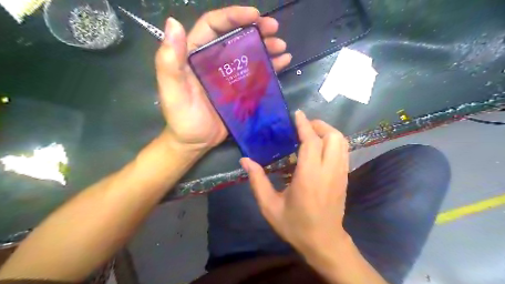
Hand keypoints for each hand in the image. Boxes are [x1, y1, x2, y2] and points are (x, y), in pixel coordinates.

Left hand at [158, 6, 291, 152]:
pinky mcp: (240, 90)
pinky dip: (270, 66)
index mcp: (195, 55)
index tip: (255, 15)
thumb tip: (173, 23)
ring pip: (249, 54)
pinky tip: (284, 61)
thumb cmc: (182, 119)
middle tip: (274, 29)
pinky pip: (257, 74)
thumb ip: (169, 61)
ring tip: (282, 46)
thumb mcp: (172, 91)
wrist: (195, 142)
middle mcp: (214, 61)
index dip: (233, 16)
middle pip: (236, 37)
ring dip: (266, 46)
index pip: (213, 26)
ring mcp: (229, 76)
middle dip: (256, 29)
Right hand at [240, 111, 351, 256]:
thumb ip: (257, 181)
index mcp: (309, 177)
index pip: (312, 142)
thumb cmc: (295, 225)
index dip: (304, 125)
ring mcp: (341, 174)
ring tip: (311, 133)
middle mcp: (329, 171)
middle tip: (303, 126)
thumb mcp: (269, 206)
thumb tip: (245, 160)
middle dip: (319, 125)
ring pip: (342, 142)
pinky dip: (333, 141)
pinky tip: (319, 147)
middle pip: (333, 136)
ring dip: (327, 132)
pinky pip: (343, 151)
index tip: (297, 114)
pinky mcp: (344, 177)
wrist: (324, 242)